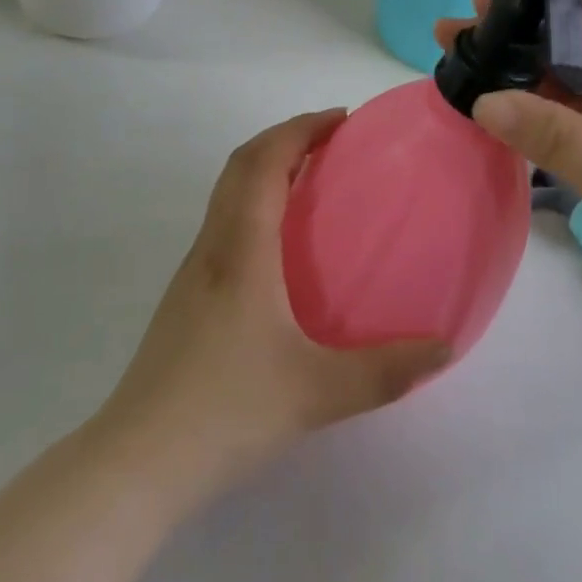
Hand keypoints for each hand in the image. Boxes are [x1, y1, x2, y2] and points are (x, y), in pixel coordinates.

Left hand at [92, 111, 450, 507]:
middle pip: (240, 165)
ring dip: (265, 168)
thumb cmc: (226, 412)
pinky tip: (281, 248)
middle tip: (332, 141)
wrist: (138, 461)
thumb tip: (443, 348)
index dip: (301, 129)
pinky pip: (222, 223)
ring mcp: (192, 272)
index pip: (264, 162)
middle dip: (285, 138)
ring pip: (225, 193)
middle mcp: (212, 247)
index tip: (341, 120)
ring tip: (311, 181)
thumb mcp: (318, 393)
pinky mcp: (185, 298)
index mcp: (241, 250)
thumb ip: (386, 371)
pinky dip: (253, 203)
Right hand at [436, 0, 581, 353]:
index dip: (541, 9)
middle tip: (454, 45)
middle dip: (521, 49)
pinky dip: (545, 130)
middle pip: (580, 56)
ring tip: (466, 81)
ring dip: (528, 91)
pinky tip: (503, 127)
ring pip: (578, 98)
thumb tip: (480, 99)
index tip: (480, 8)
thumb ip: (553, 134)